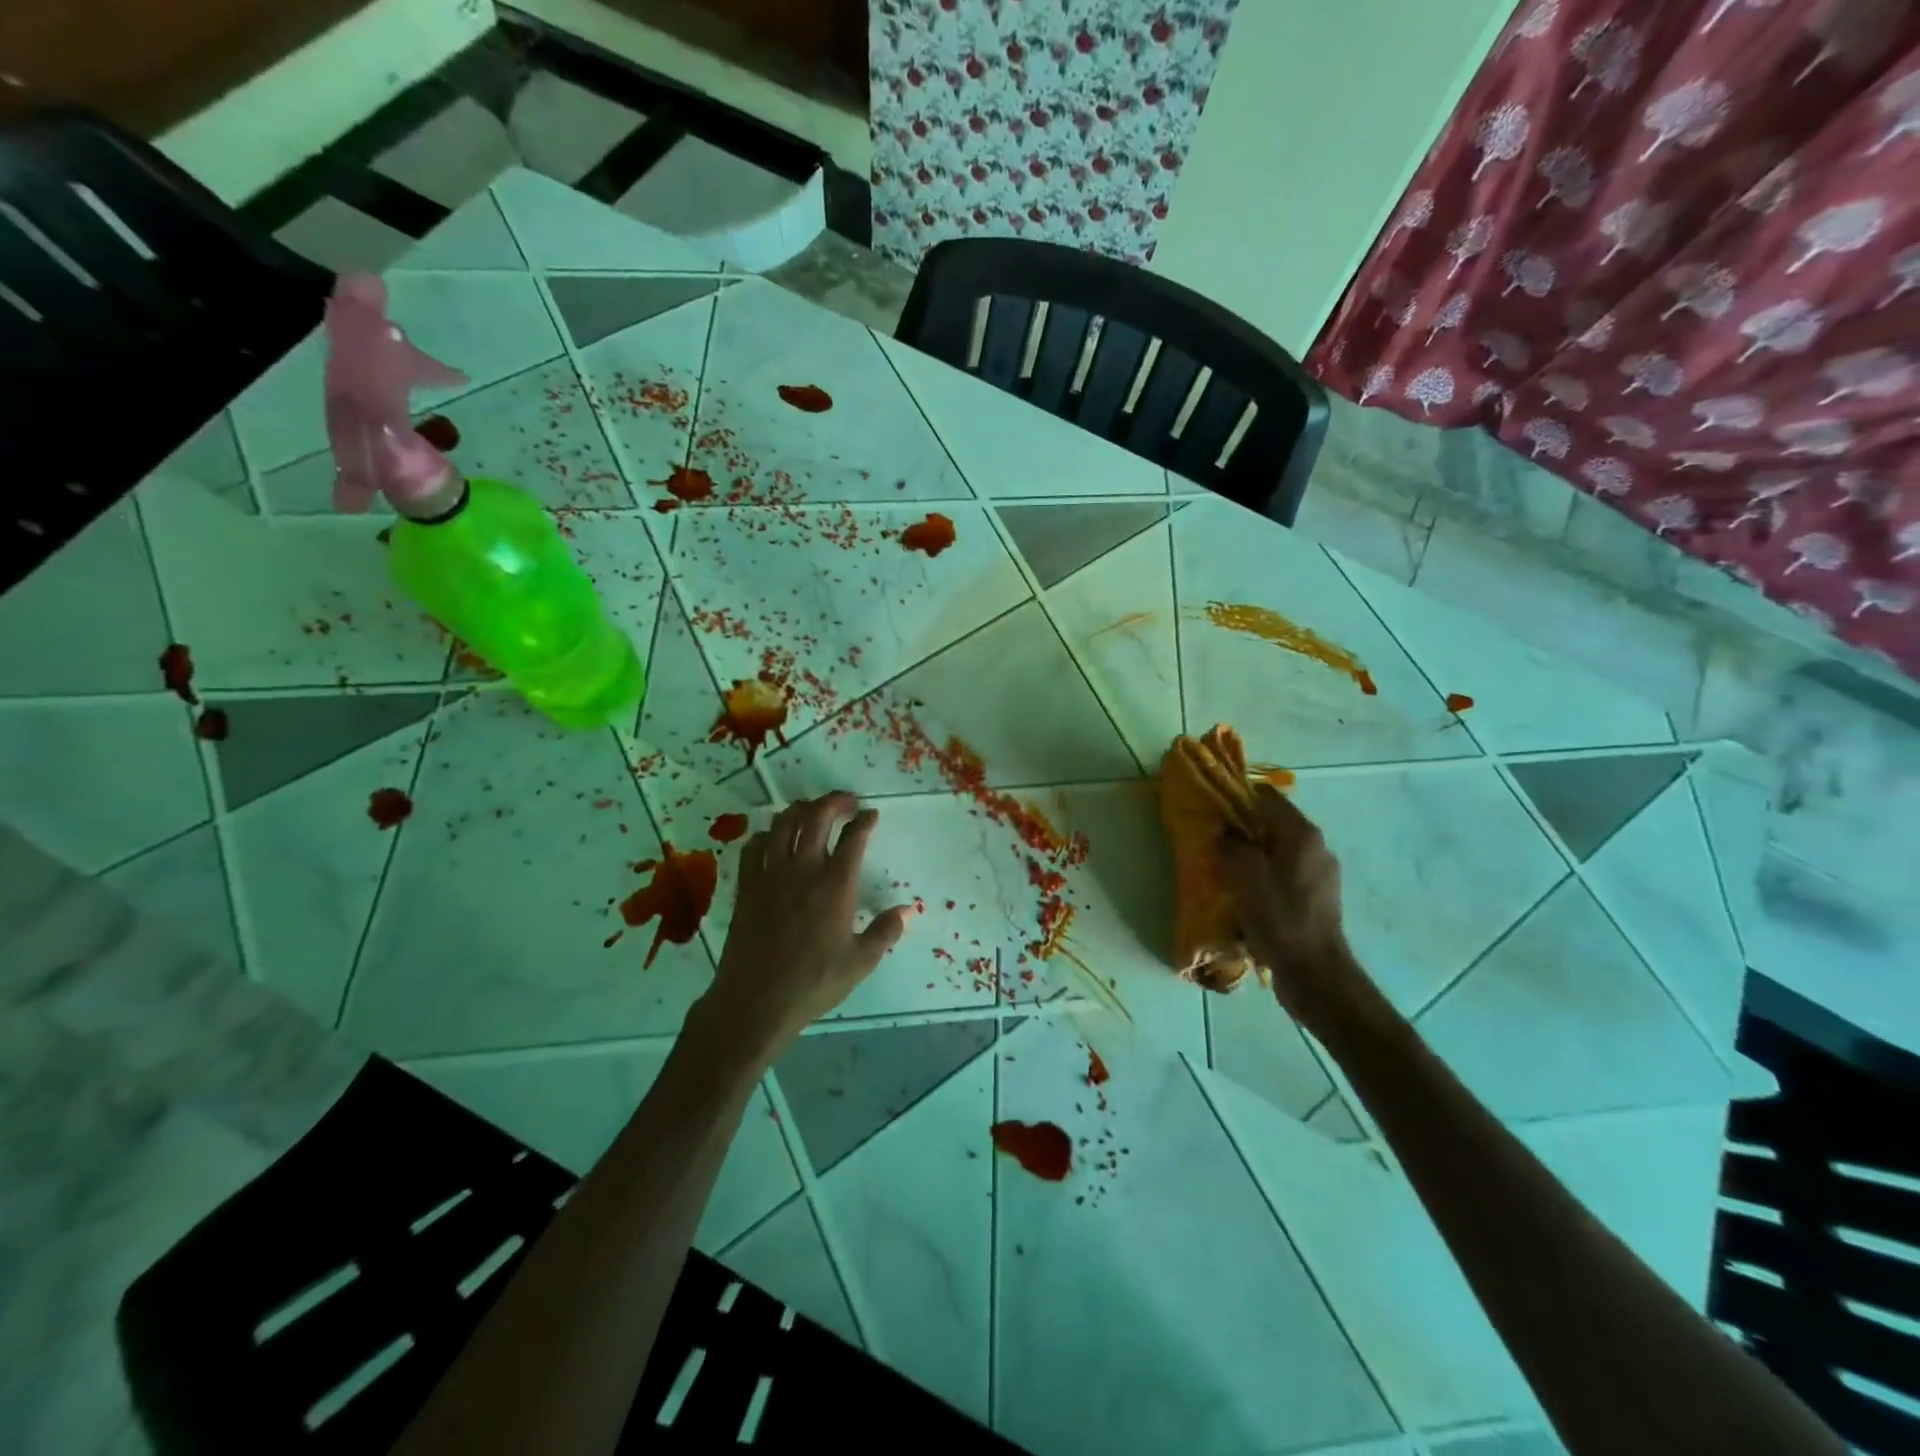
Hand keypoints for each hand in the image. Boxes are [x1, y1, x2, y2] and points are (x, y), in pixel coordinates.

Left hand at [699, 793, 915, 1061]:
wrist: (755, 1001)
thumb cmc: (813, 983)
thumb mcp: (861, 962)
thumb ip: (886, 931)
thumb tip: (909, 910)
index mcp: (836, 885)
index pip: (854, 837)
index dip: (865, 820)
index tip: (871, 815)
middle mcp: (804, 869)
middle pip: (817, 816)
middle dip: (835, 801)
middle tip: (847, 803)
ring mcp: (771, 875)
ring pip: (784, 823)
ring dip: (801, 809)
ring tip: (813, 811)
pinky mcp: (747, 886)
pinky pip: (754, 846)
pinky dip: (767, 834)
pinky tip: (774, 839)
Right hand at [1218, 784, 1376, 1037]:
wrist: (1316, 974)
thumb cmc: (1281, 919)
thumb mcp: (1247, 878)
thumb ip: (1232, 847)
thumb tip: (1220, 831)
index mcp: (1302, 835)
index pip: (1267, 797)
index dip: (1237, 796)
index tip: (1210, 805)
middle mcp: (1315, 848)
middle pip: (1272, 823)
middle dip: (1240, 827)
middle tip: (1210, 837)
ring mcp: (1318, 874)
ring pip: (1276, 850)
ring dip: (1250, 853)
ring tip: (1222, 866)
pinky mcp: (1314, 897)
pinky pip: (1282, 873)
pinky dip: (1262, 874)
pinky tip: (1242, 892)